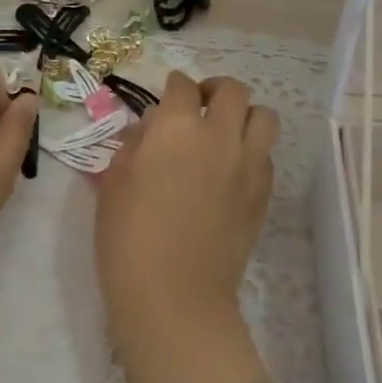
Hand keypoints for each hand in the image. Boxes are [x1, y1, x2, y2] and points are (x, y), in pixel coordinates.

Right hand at [95, 72, 279, 382]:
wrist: (175, 296)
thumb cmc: (128, 239)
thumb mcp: (115, 184)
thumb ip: (135, 146)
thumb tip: (151, 130)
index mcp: (176, 127)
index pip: (182, 86)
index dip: (174, 87)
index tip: (168, 96)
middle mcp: (219, 135)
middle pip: (233, 90)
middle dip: (216, 90)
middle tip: (201, 107)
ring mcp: (248, 163)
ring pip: (264, 116)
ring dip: (245, 116)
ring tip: (226, 133)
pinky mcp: (264, 193)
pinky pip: (266, 155)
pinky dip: (252, 151)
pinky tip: (233, 170)